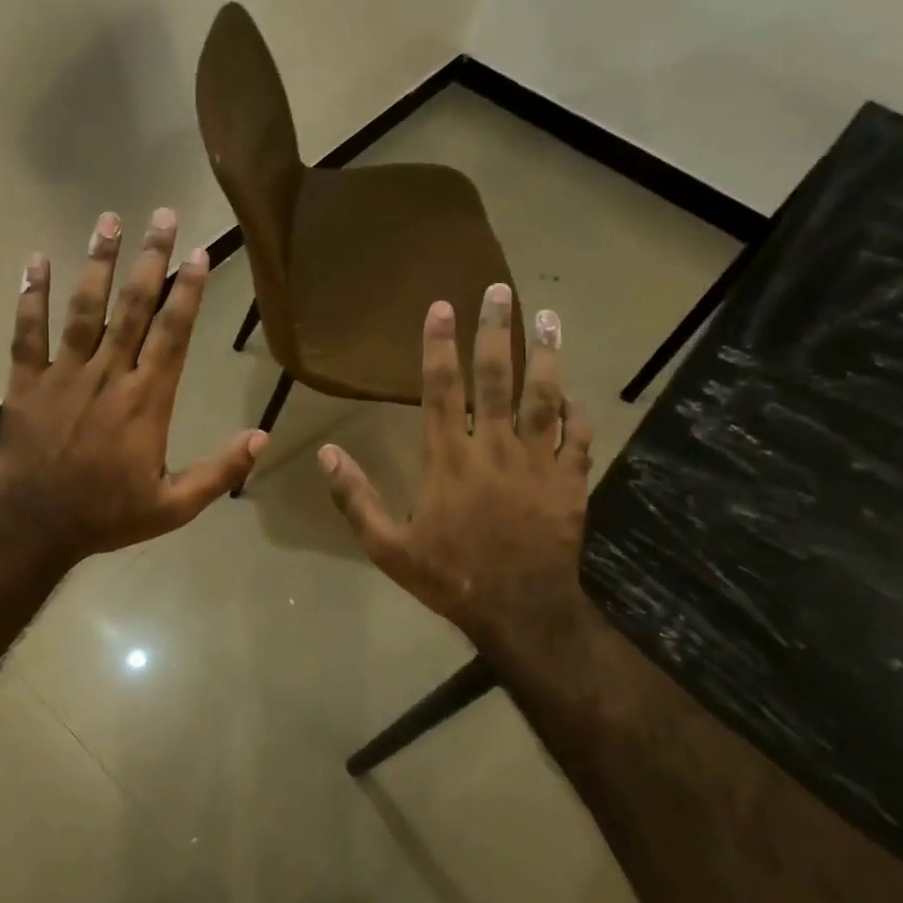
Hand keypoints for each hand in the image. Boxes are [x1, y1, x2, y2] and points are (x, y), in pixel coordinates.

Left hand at [0, 207, 265, 563]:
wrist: (33, 526)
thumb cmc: (106, 514)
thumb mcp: (174, 506)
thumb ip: (220, 471)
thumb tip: (262, 439)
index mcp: (147, 399)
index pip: (173, 333)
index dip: (188, 292)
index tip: (198, 254)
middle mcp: (109, 374)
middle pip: (133, 307)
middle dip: (150, 259)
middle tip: (161, 216)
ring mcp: (64, 374)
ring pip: (84, 309)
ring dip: (97, 263)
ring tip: (108, 220)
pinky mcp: (26, 381)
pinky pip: (28, 332)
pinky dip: (31, 296)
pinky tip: (35, 260)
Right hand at [317, 285, 592, 653]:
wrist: (520, 612)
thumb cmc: (449, 576)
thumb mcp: (387, 546)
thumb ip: (356, 497)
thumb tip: (324, 454)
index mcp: (449, 457)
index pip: (442, 388)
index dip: (440, 345)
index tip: (443, 306)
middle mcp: (494, 447)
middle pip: (497, 377)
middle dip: (497, 330)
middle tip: (501, 291)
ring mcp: (538, 461)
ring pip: (544, 396)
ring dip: (546, 354)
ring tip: (550, 317)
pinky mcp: (570, 481)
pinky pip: (578, 436)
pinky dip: (577, 411)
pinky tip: (574, 392)